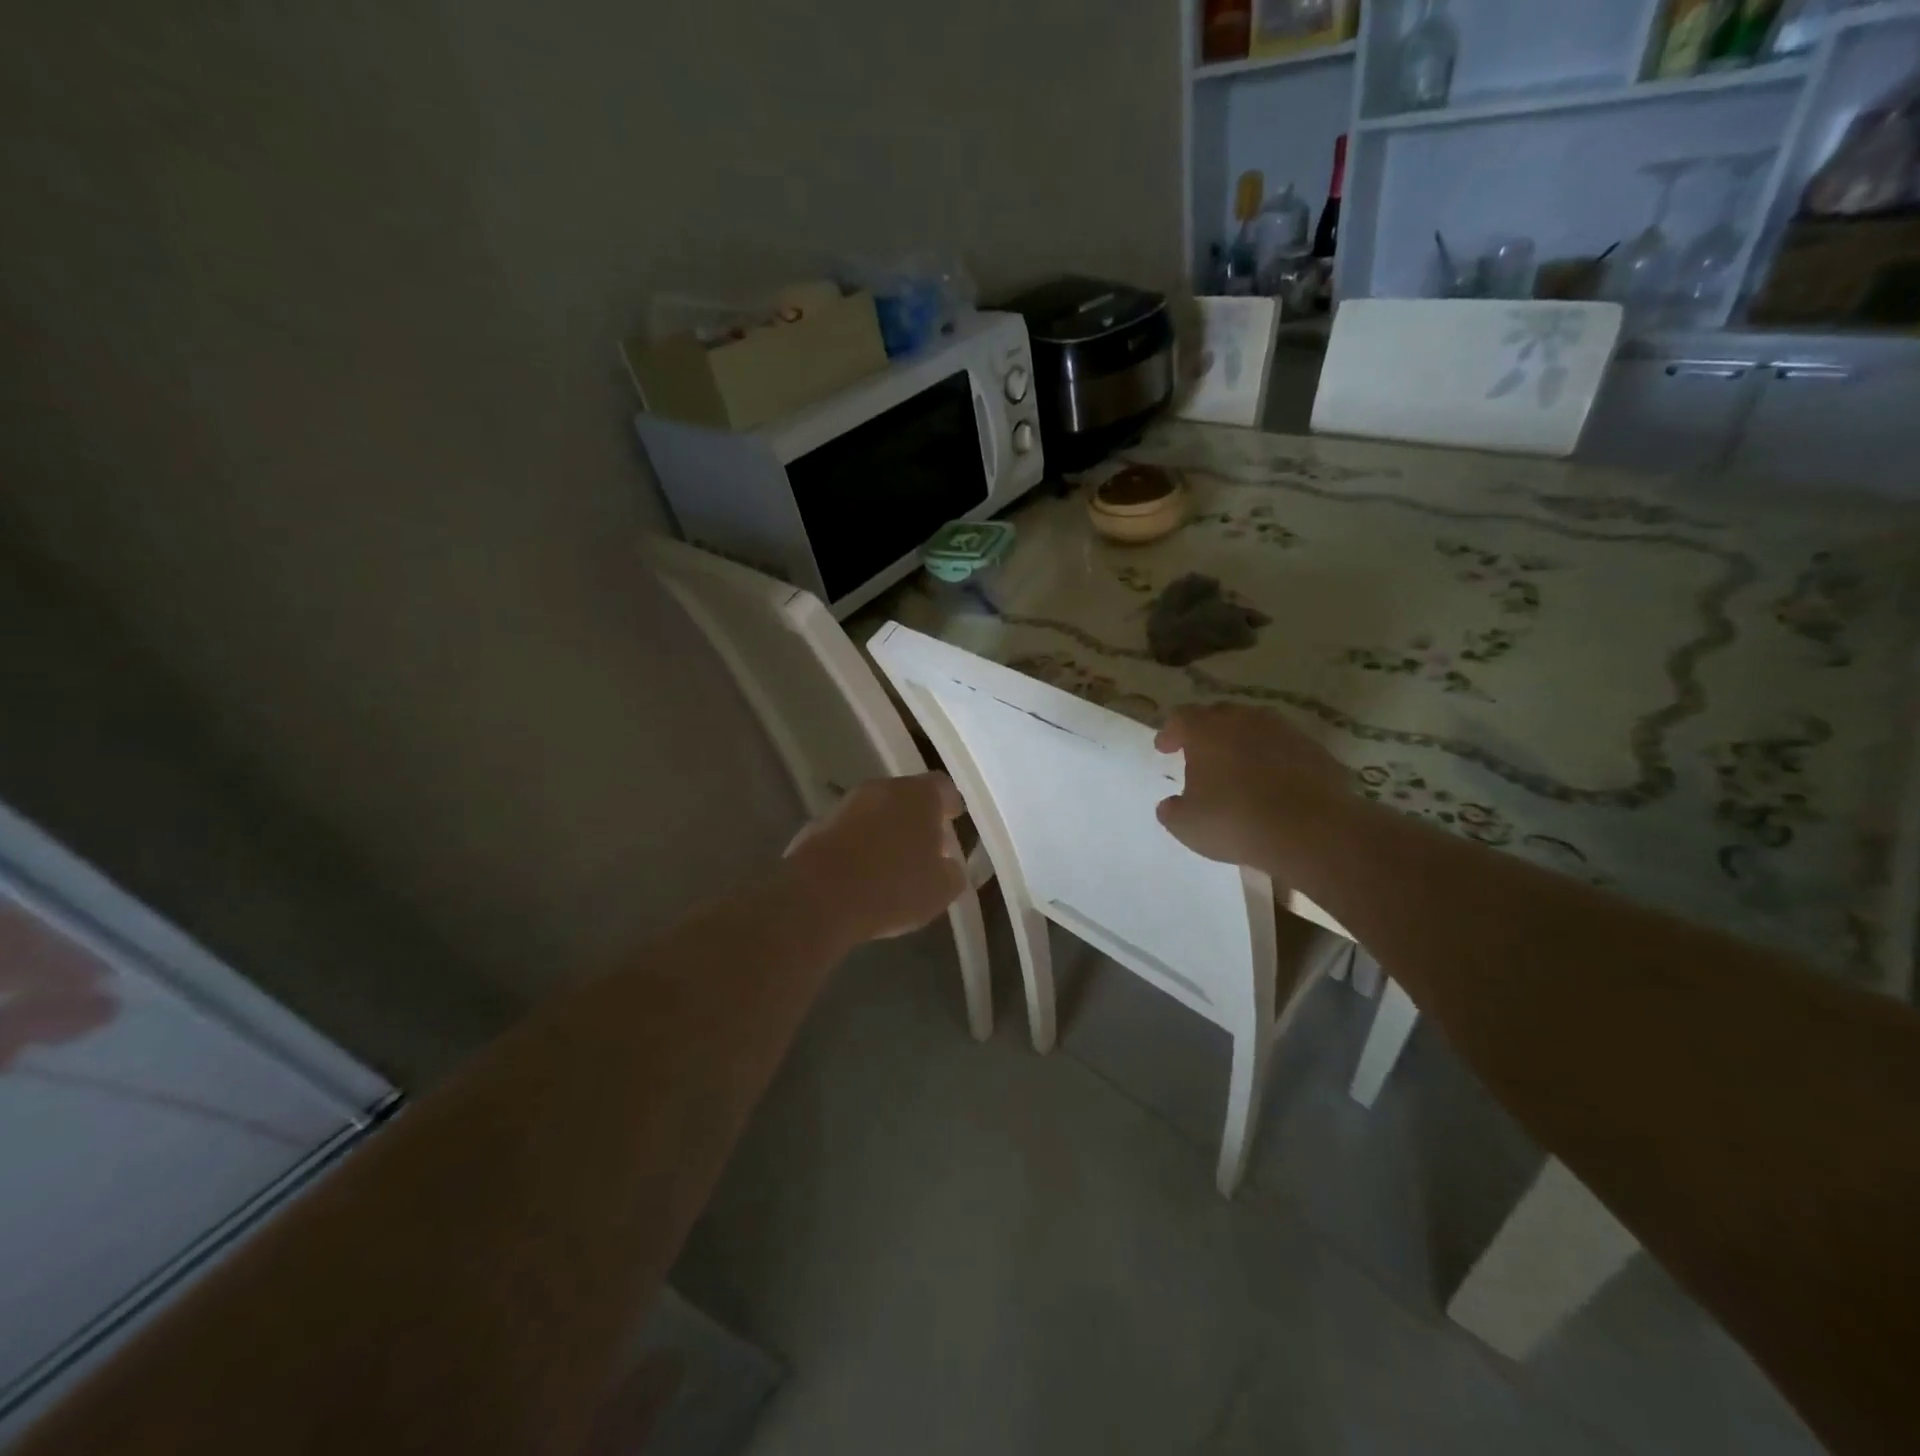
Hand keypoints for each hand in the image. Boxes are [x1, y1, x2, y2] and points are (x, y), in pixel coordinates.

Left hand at [782, 773, 968, 945]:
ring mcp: (846, 804)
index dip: (949, 804)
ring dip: (884, 829)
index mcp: (918, 796)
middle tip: (924, 845)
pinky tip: (860, 873)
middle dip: (916, 818)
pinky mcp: (817, 825)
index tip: (953, 819)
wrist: (819, 898)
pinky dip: (857, 844)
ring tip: (891, 862)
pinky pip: (849, 830)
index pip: (942, 787)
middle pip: (906, 796)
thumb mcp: (940, 890)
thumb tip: (948, 865)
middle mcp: (882, 789)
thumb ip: (952, 871)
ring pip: (874, 811)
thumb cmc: (892, 888)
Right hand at [1154, 704, 1351, 872]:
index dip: (1169, 732)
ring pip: (1255, 727)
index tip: (1164, 749)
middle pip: (1219, 715)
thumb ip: (1172, 810)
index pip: (1180, 718)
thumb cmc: (1235, 821)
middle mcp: (1243, 720)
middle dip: (1206, 731)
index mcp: (1206, 731)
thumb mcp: (1187, 825)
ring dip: (1242, 742)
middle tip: (1199, 754)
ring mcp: (1283, 731)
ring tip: (1238, 766)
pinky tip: (1273, 782)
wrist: (1311, 830)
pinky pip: (1284, 746)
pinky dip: (1273, 757)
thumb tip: (1170, 805)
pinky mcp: (1314, 749)